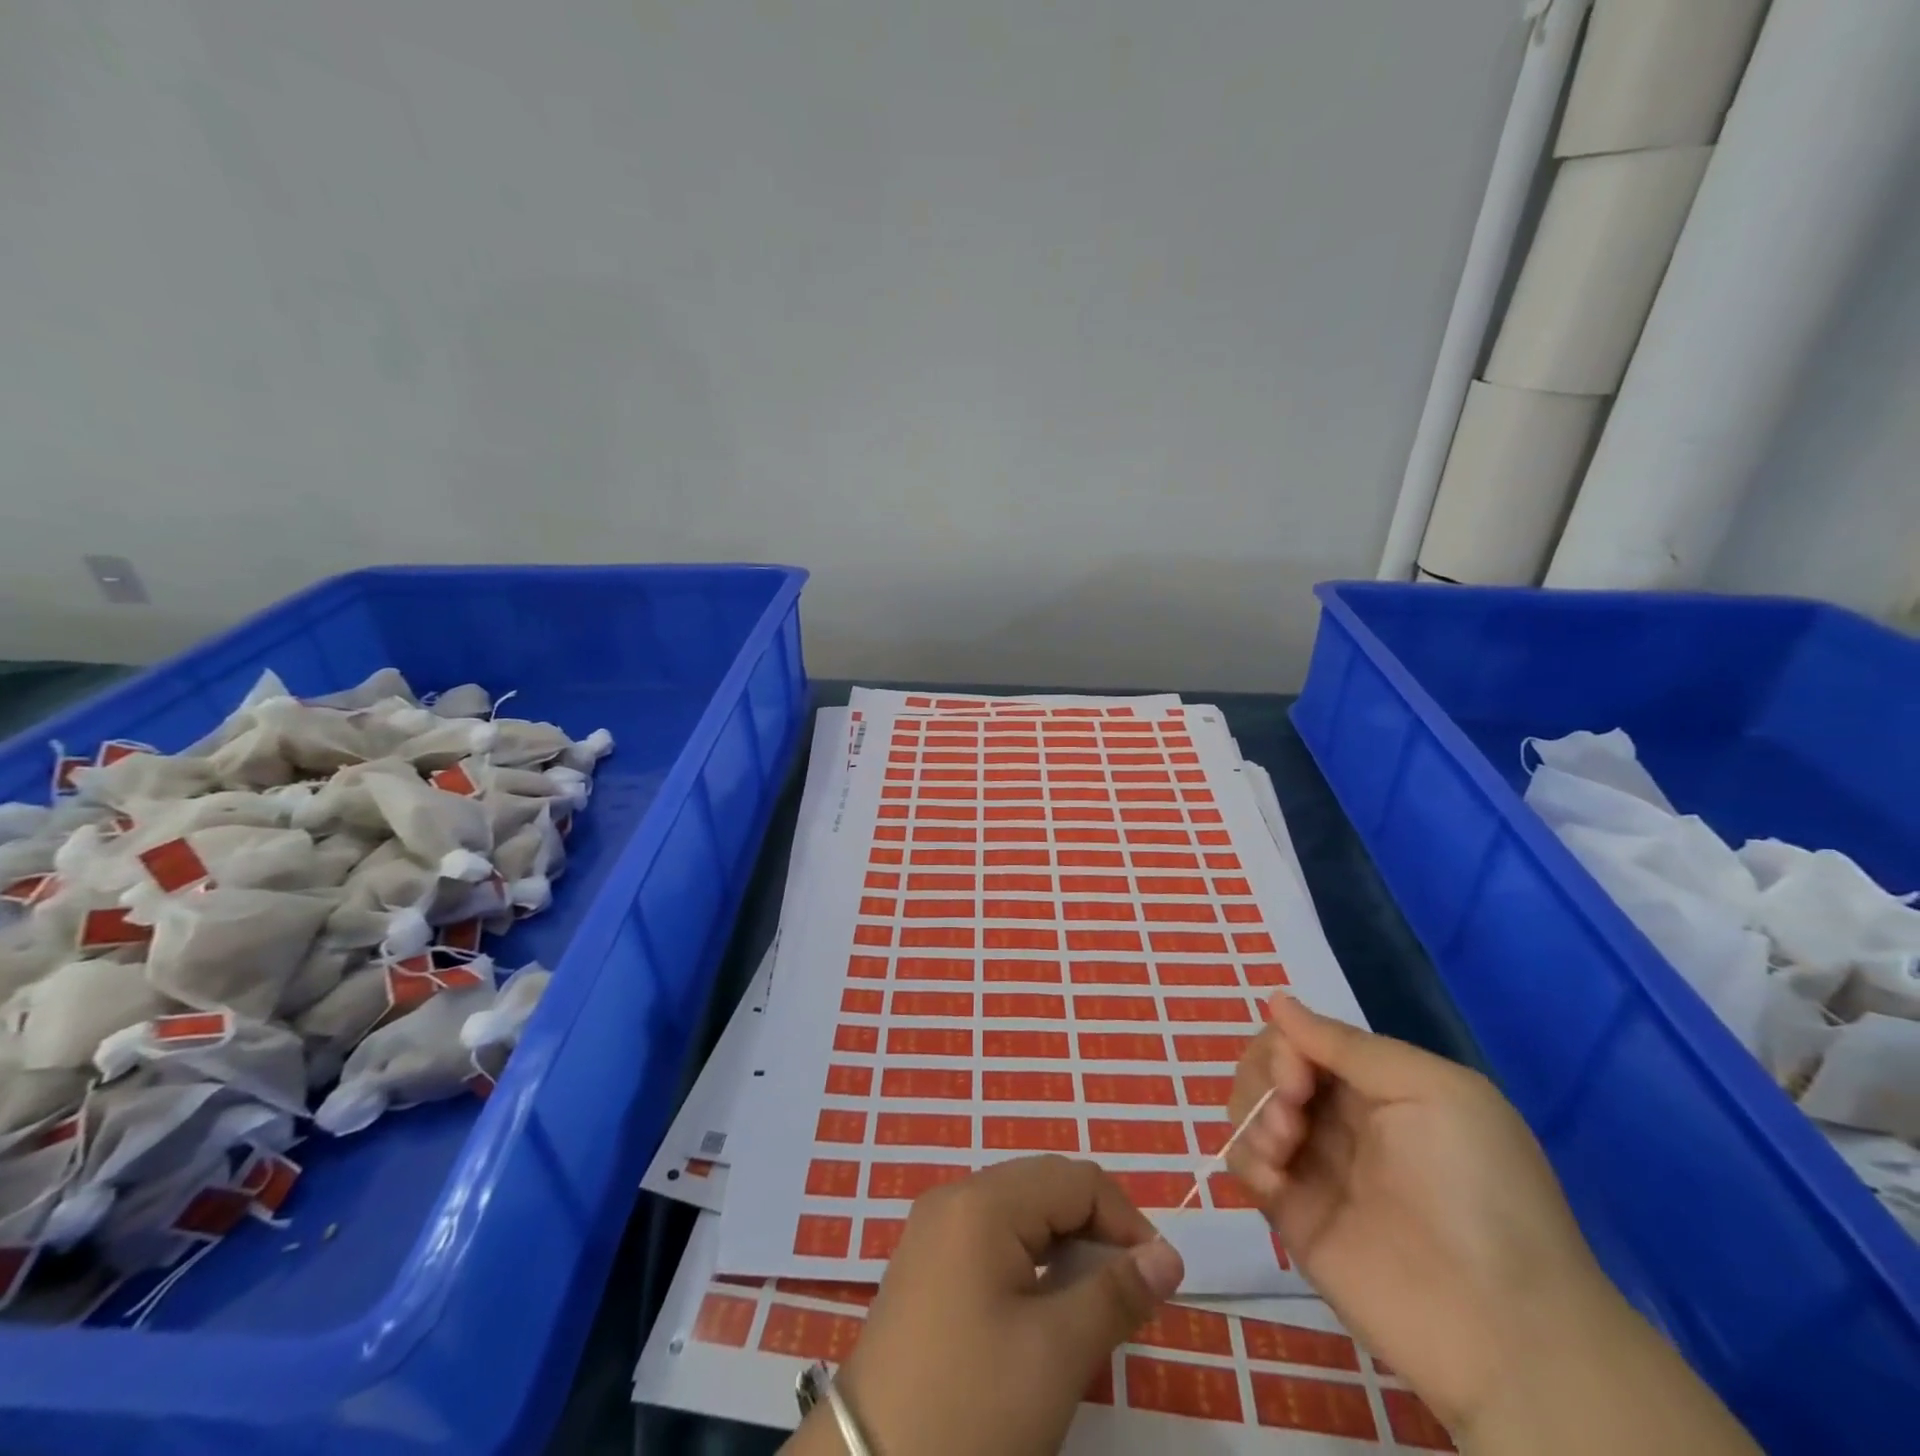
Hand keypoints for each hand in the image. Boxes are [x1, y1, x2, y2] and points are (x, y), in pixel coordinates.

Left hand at [786, 1156, 1184, 1455]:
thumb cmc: (973, 1405)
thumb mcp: (1055, 1353)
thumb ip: (1116, 1294)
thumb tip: (1168, 1256)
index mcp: (982, 1201)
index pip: (1074, 1179)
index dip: (1126, 1220)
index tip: (1160, 1278)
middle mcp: (954, 1197)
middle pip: (1045, 1185)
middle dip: (1096, 1226)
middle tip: (1130, 1289)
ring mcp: (934, 1228)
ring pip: (1020, 1210)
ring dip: (1065, 1243)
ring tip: (1094, 1300)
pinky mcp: (926, 1263)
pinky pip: (993, 1235)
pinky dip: (1031, 1258)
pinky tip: (1045, 1303)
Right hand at [1226, 993, 1617, 1433]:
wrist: (1503, 1328)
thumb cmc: (1478, 1189)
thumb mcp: (1432, 1091)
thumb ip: (1347, 1045)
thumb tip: (1277, 999)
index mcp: (1376, 1085)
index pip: (1302, 1039)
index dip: (1286, 1043)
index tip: (1297, 1073)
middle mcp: (1339, 1118)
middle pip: (1267, 1067)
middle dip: (1265, 1076)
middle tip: (1292, 1108)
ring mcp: (1313, 1166)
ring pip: (1248, 1108)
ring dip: (1253, 1113)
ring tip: (1283, 1148)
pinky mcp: (1291, 1215)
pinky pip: (1244, 1164)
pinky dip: (1247, 1158)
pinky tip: (1274, 1181)